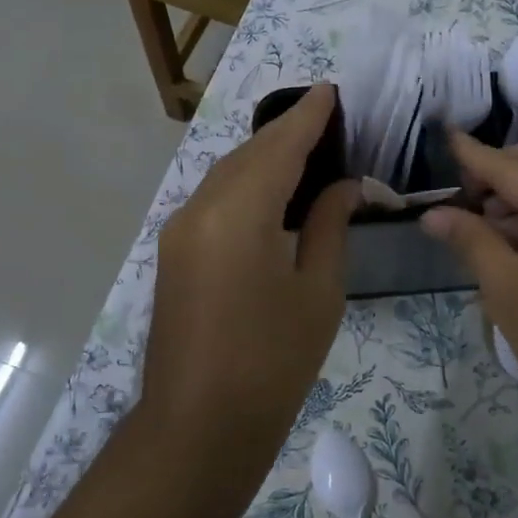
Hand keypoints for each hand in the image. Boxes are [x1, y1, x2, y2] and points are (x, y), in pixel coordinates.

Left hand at [141, 85, 361, 464]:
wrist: (199, 426)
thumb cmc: (273, 363)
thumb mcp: (318, 292)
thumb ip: (329, 226)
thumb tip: (344, 186)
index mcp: (239, 213)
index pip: (279, 147)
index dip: (307, 117)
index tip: (331, 91)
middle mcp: (199, 209)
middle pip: (248, 154)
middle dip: (286, 133)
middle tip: (327, 119)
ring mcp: (179, 231)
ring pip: (227, 175)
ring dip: (264, 158)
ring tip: (306, 149)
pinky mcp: (174, 253)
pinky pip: (214, 200)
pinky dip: (245, 185)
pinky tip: (271, 192)